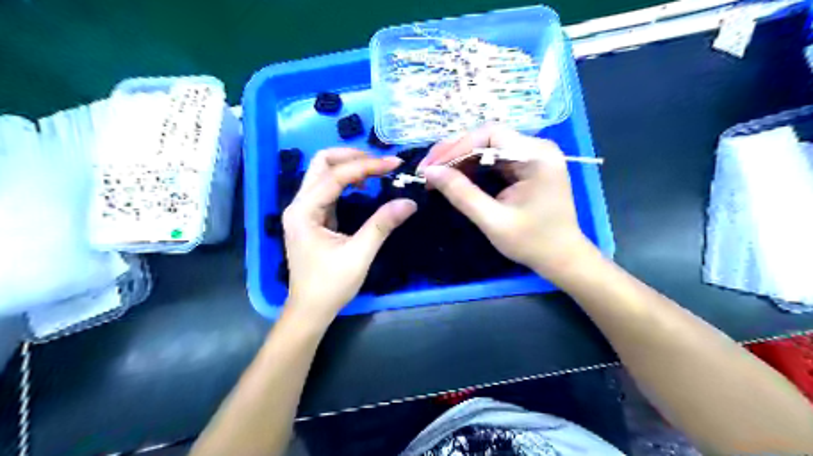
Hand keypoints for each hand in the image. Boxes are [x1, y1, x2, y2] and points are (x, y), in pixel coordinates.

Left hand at [282, 150, 418, 324]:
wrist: (310, 309)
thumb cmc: (330, 285)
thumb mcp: (359, 255)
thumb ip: (382, 225)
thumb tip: (409, 202)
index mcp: (304, 212)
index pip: (335, 176)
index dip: (366, 166)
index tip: (394, 163)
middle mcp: (299, 204)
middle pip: (321, 164)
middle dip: (352, 157)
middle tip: (381, 164)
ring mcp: (304, 210)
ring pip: (323, 173)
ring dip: (349, 166)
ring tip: (376, 171)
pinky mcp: (312, 217)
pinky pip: (328, 188)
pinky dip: (346, 181)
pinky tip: (363, 187)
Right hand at [420, 124, 595, 281]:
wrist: (561, 258)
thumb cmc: (532, 242)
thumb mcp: (493, 220)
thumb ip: (462, 194)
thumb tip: (430, 172)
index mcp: (536, 156)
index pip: (490, 135)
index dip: (456, 148)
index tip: (431, 167)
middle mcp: (536, 148)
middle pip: (487, 137)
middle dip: (454, 153)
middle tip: (427, 170)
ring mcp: (531, 156)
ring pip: (487, 147)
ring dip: (460, 160)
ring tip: (435, 175)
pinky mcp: (525, 167)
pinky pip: (493, 159)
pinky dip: (472, 168)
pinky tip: (455, 178)